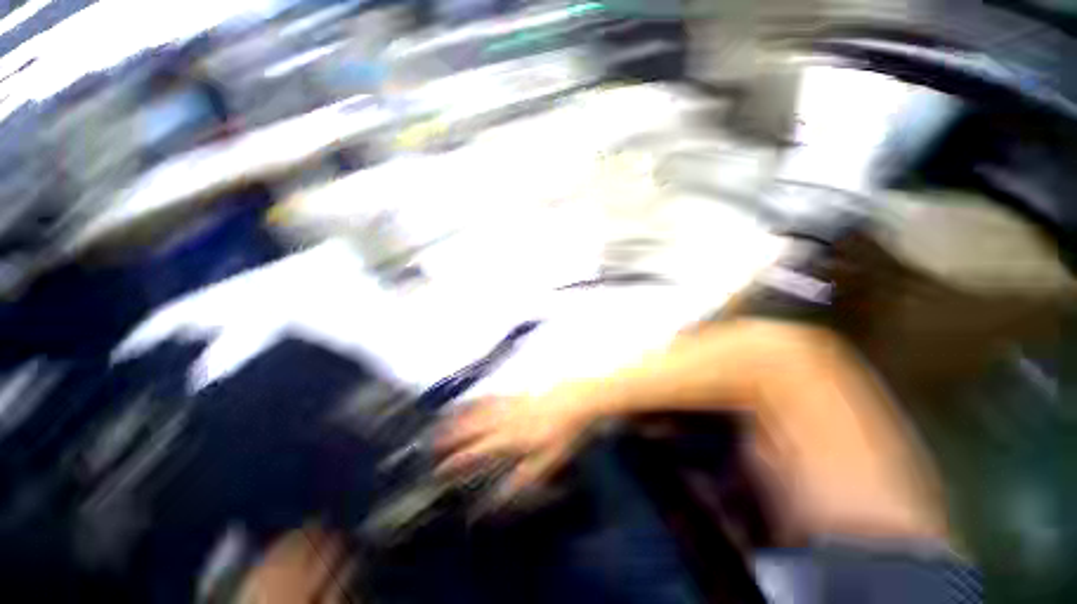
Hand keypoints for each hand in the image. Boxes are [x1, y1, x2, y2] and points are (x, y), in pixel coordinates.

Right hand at [434, 384, 600, 499]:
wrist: (578, 401)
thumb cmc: (564, 435)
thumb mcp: (545, 465)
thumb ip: (519, 482)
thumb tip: (494, 498)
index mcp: (510, 440)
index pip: (476, 453)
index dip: (455, 462)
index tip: (437, 469)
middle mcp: (505, 420)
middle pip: (472, 428)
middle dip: (450, 436)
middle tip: (429, 440)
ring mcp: (511, 404)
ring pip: (479, 410)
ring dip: (460, 415)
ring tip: (442, 418)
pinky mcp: (520, 393)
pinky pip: (494, 396)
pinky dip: (480, 399)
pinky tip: (476, 399)